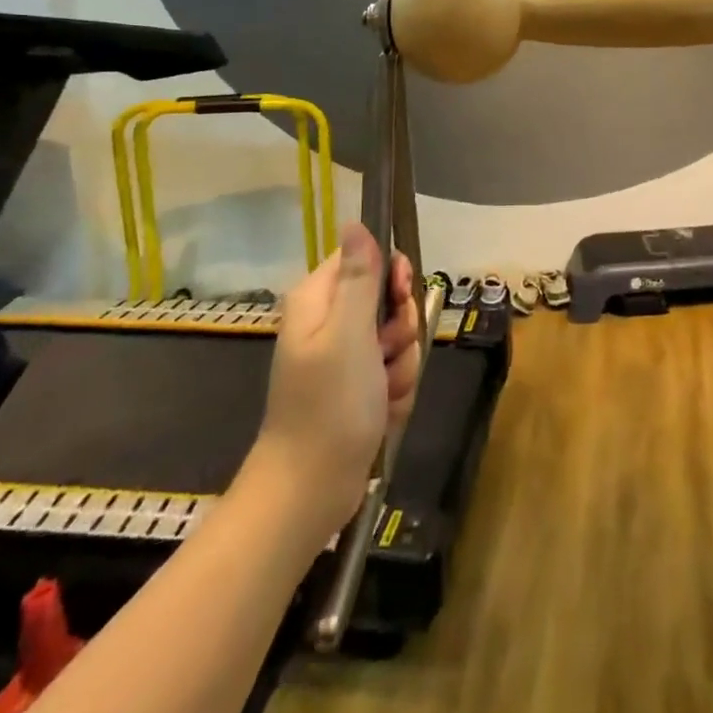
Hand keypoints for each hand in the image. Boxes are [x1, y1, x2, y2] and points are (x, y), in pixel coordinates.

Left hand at [256, 223, 420, 534]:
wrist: (311, 491)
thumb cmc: (329, 405)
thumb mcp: (349, 333)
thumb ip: (360, 277)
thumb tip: (356, 221)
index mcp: (319, 299)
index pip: (367, 257)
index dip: (390, 275)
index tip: (399, 298)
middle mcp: (331, 321)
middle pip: (388, 298)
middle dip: (400, 329)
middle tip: (385, 354)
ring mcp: (345, 357)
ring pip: (398, 337)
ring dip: (401, 365)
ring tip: (382, 393)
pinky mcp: (359, 387)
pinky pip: (395, 370)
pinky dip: (396, 390)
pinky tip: (383, 412)